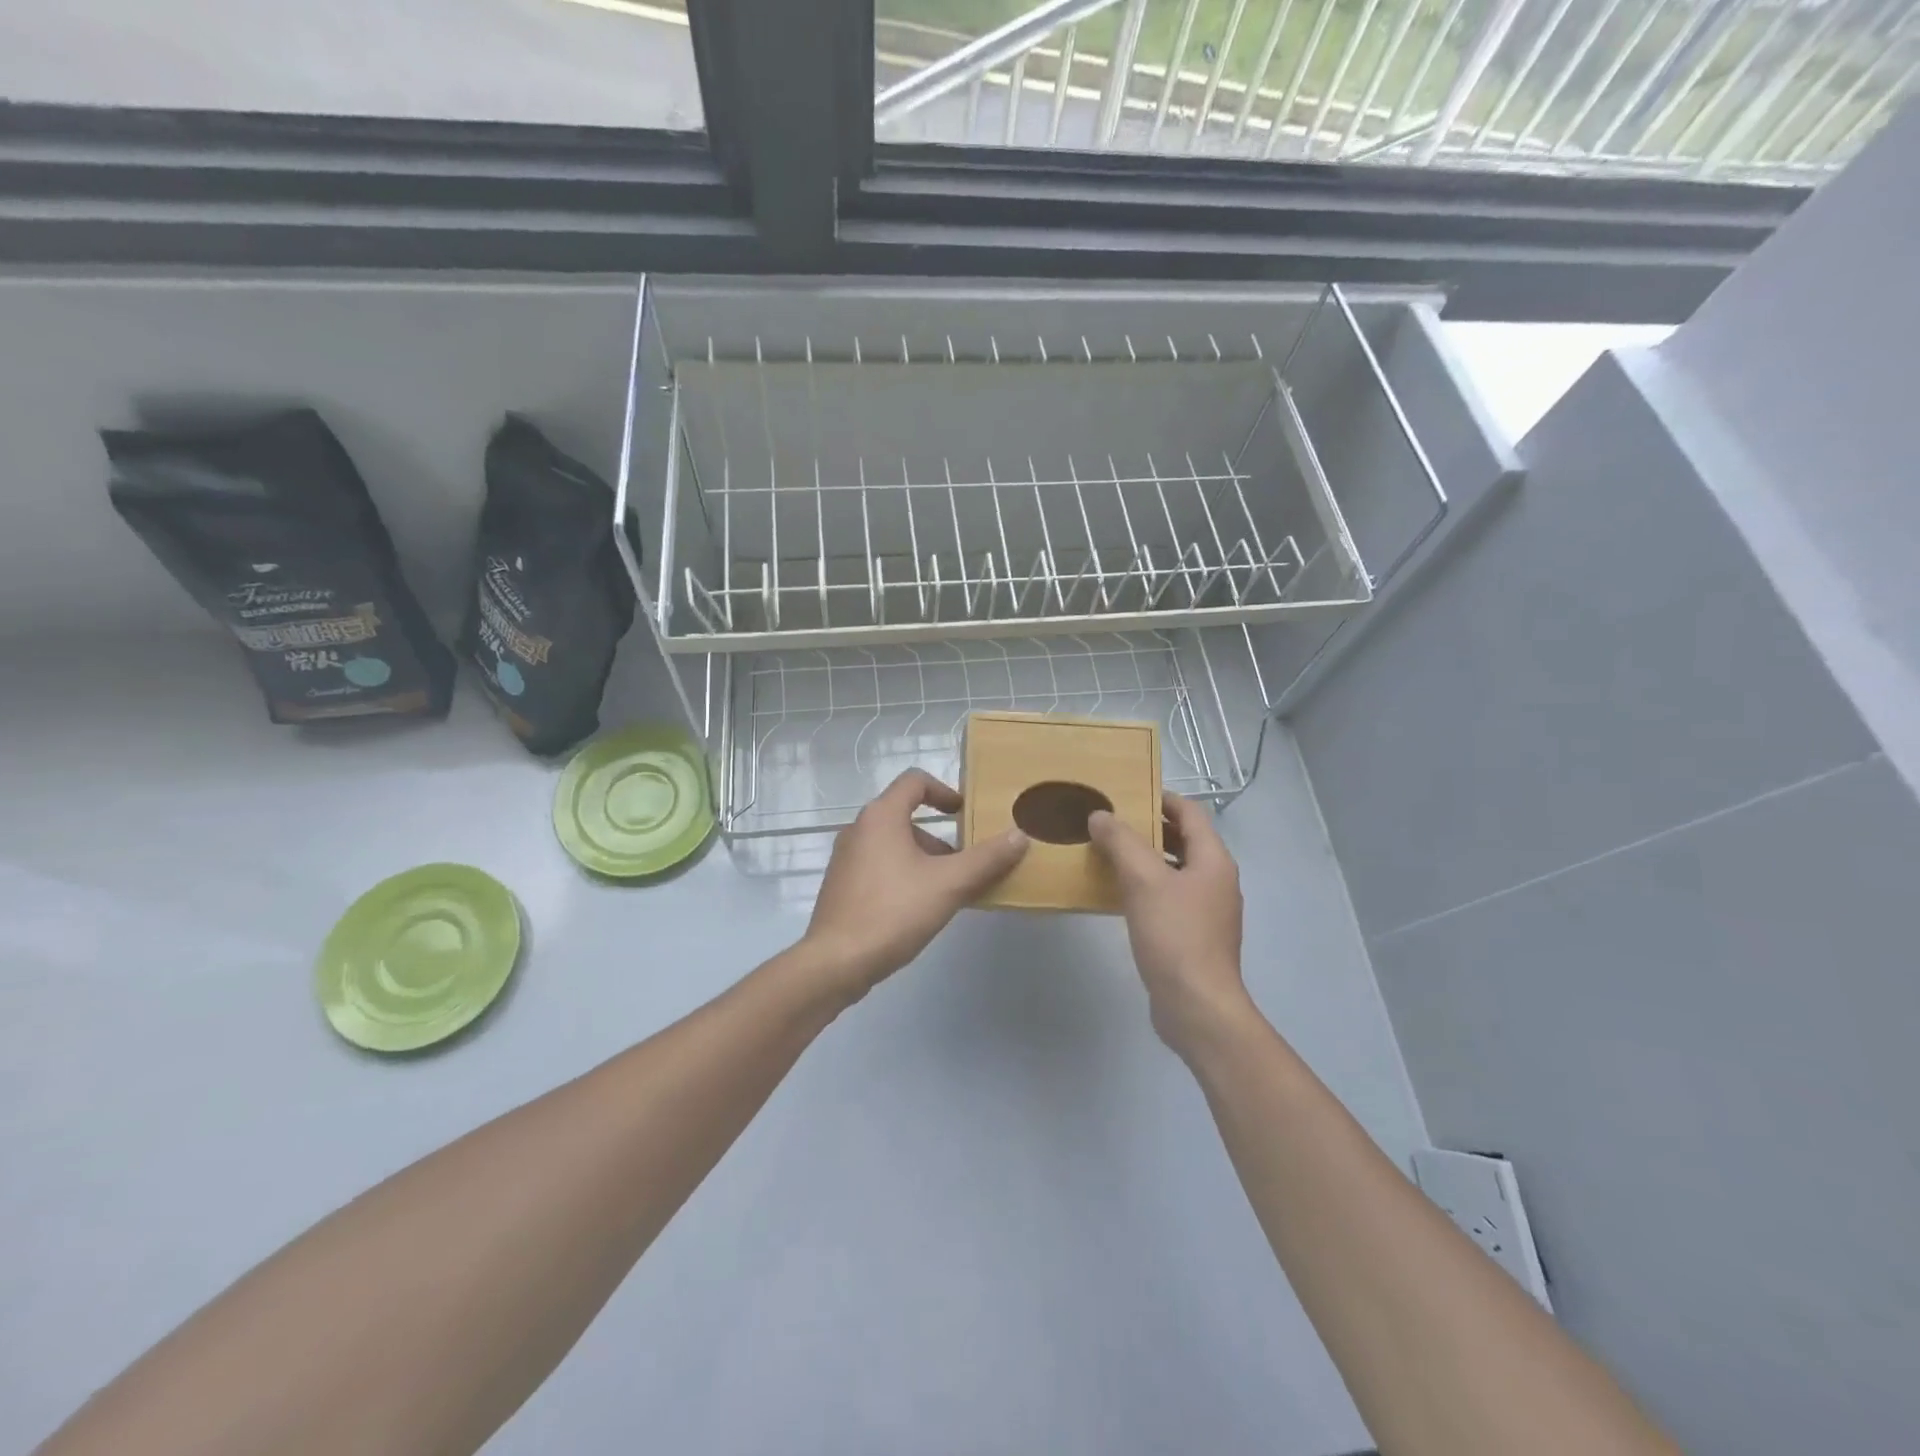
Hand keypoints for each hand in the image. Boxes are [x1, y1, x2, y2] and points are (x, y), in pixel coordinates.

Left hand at [801, 770, 1027, 998]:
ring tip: (947, 891)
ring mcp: (845, 858)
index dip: (945, 791)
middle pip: (905, 815)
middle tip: (965, 863)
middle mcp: (859, 828)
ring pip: (893, 844)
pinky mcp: (841, 885)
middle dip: (940, 836)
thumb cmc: (893, 912)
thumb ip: (987, 859)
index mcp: (881, 816)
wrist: (835, 962)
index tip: (966, 813)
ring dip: (923, 859)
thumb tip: (1021, 835)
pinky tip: (919, 909)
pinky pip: (879, 866)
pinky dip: (903, 874)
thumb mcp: (949, 884)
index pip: (915, 781)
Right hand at [1089, 792, 1250, 1056]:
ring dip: (1144, 859)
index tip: (1128, 794)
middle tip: (1110, 822)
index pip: (1191, 813)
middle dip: (1148, 829)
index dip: (1162, 798)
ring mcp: (1208, 911)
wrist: (1197, 1007)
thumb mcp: (1143, 881)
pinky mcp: (1194, 936)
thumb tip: (1101, 815)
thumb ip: (1121, 842)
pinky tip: (1118, 894)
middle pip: (1183, 841)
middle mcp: (1216, 881)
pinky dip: (1146, 887)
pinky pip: (1169, 898)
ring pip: (1174, 871)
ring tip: (1107, 853)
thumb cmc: (1175, 936)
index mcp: (1213, 861)